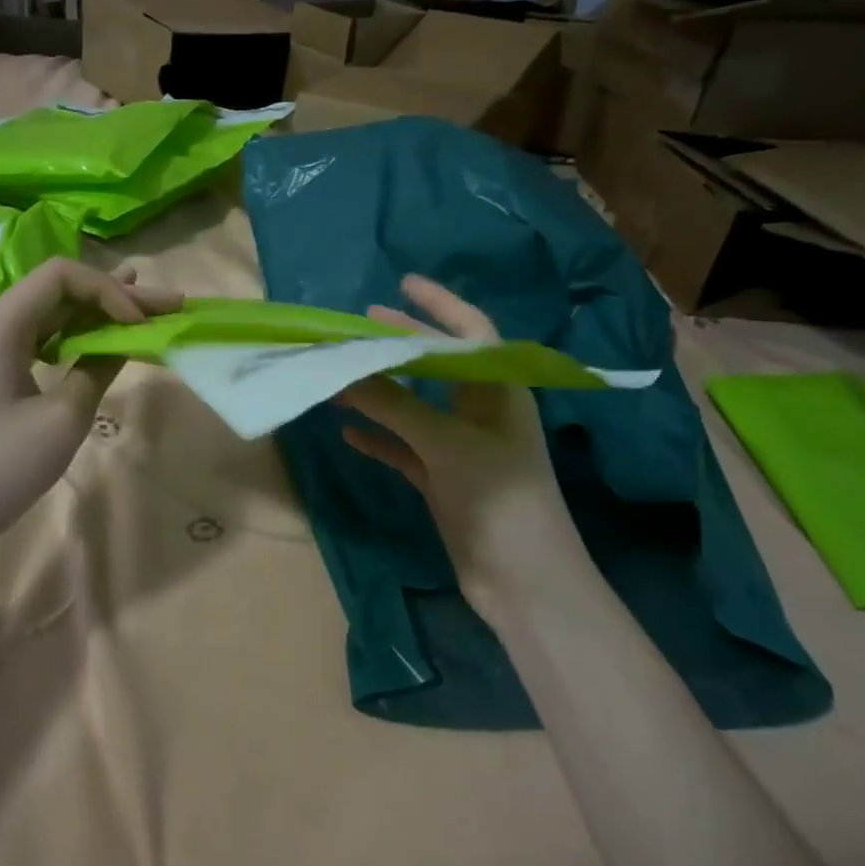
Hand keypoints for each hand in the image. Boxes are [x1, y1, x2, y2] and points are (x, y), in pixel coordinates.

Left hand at [0, 258, 180, 566]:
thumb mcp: (62, 419)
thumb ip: (97, 369)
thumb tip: (122, 342)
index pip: (62, 276)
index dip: (109, 290)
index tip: (139, 325)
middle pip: (58, 292)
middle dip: (115, 296)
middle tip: (169, 302)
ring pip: (50, 315)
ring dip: (97, 314)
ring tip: (143, 309)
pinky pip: (37, 341)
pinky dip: (73, 337)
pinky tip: (101, 339)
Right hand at [338, 276, 567, 594]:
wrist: (524, 581)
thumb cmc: (499, 498)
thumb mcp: (446, 443)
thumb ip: (394, 405)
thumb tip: (343, 370)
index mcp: (499, 390)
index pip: (470, 331)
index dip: (438, 305)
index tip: (401, 284)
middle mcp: (480, 412)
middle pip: (436, 366)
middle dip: (400, 345)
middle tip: (359, 326)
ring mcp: (460, 447)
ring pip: (415, 407)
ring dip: (380, 392)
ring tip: (340, 374)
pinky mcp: (443, 480)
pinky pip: (404, 448)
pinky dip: (379, 438)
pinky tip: (348, 433)